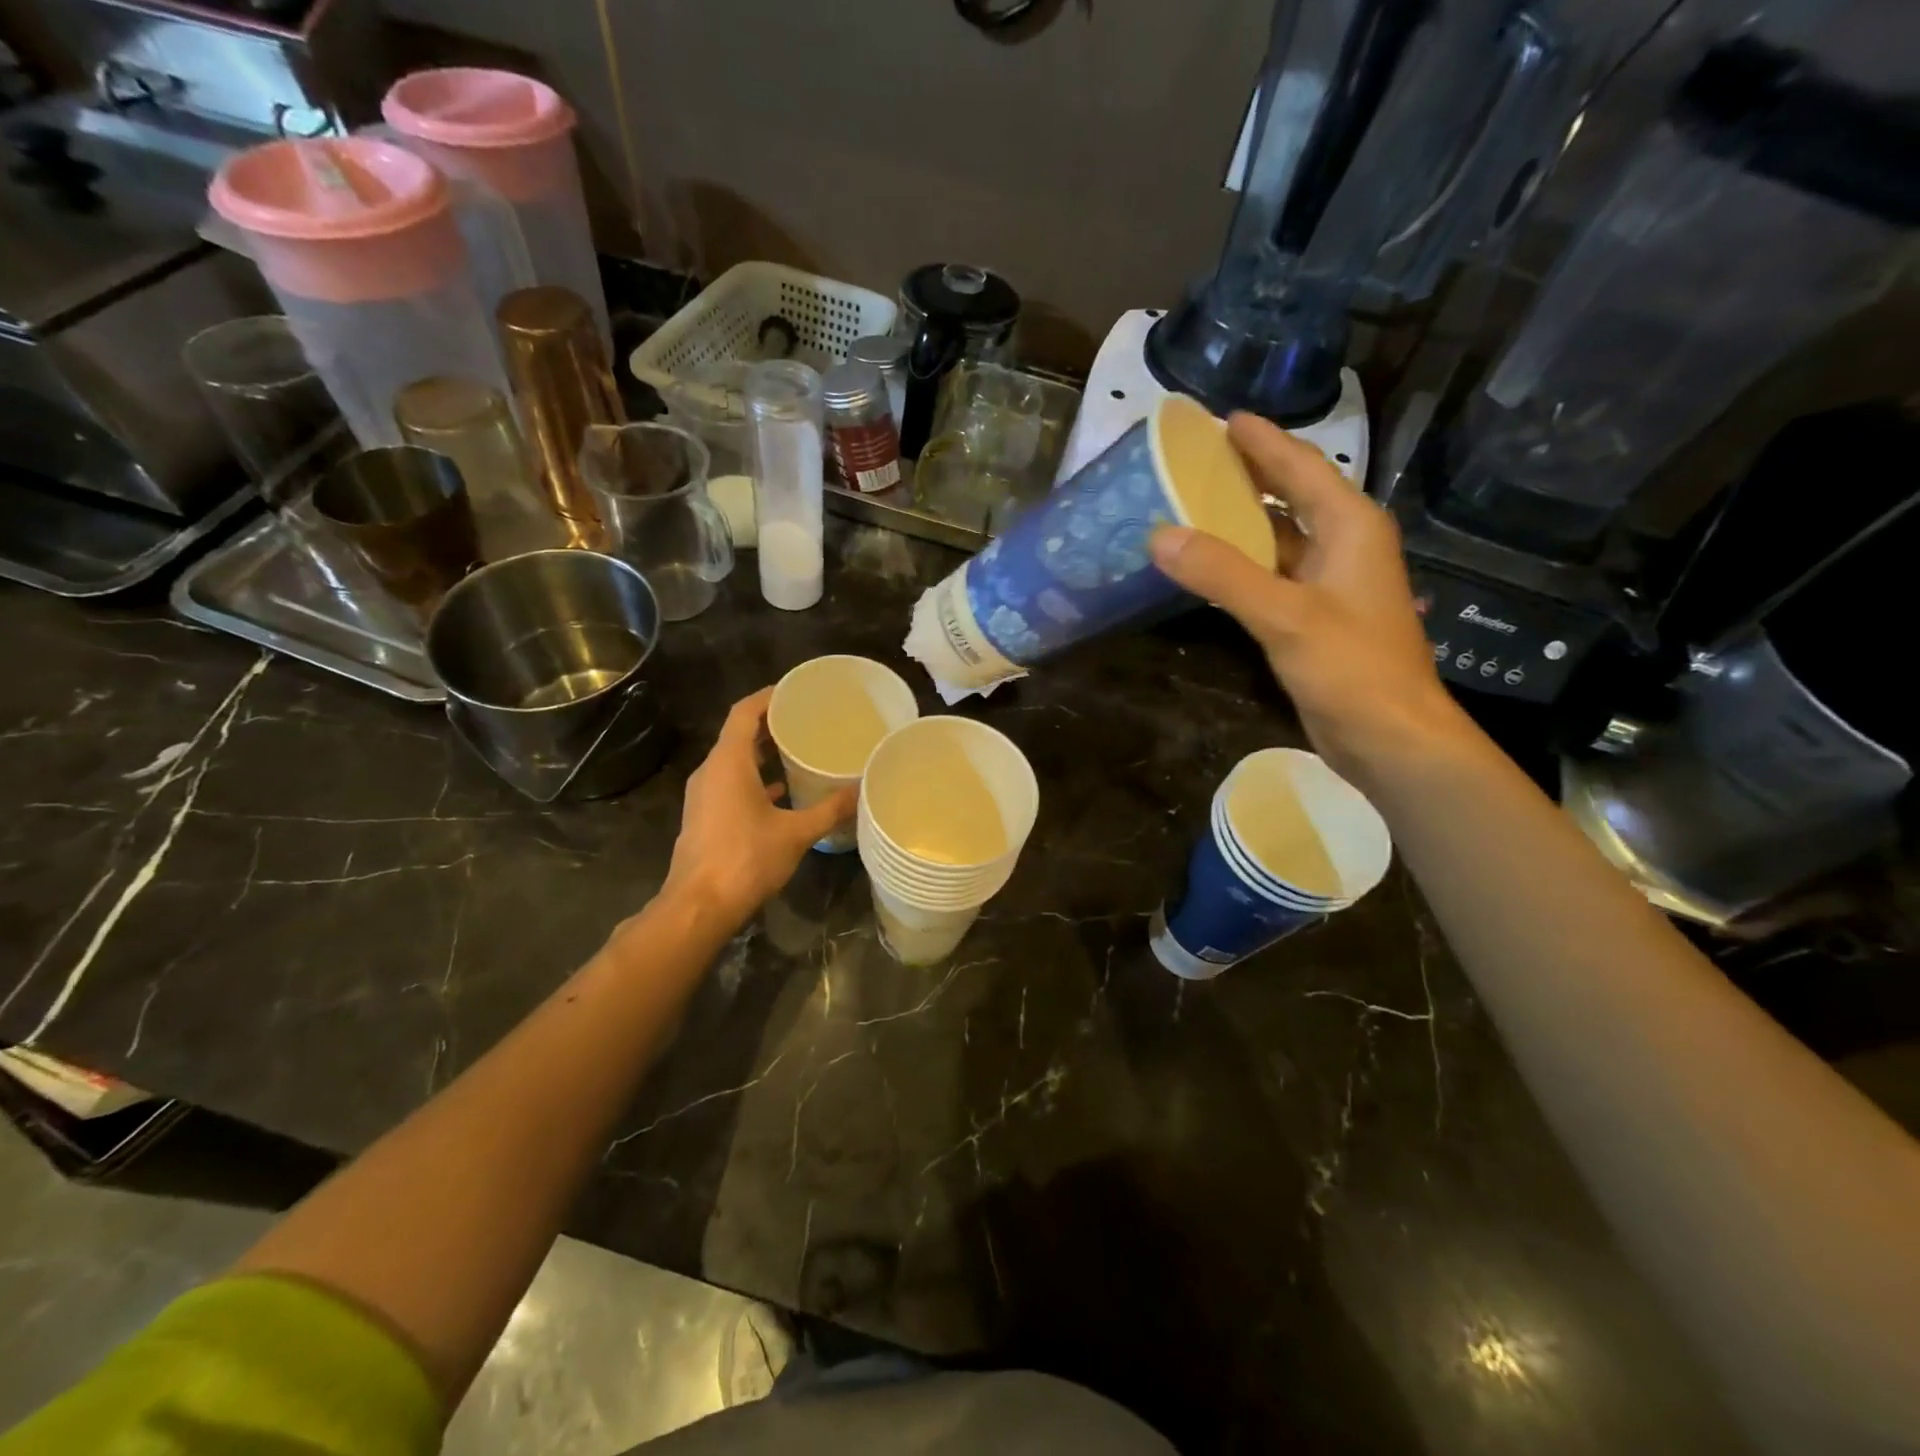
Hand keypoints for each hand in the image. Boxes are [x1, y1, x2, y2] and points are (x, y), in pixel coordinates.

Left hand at [662, 688, 856, 925]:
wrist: (699, 906)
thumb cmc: (746, 859)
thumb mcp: (796, 833)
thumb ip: (830, 809)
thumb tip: (862, 790)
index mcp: (728, 763)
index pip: (743, 713)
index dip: (767, 697)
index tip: (795, 691)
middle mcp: (711, 771)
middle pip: (738, 734)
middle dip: (770, 723)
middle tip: (806, 719)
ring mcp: (704, 795)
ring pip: (734, 761)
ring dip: (762, 752)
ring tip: (797, 749)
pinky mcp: (705, 816)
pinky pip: (730, 783)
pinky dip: (754, 778)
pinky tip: (780, 791)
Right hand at [1150, 413, 1468, 785]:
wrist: (1391, 737)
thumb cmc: (1351, 668)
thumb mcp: (1285, 616)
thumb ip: (1222, 574)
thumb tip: (1159, 536)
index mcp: (1349, 527)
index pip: (1301, 468)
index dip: (1263, 441)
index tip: (1222, 418)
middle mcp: (1343, 546)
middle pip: (1291, 496)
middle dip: (1249, 474)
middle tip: (1197, 458)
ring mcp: (1330, 584)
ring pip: (1279, 537)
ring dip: (1241, 521)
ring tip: (1191, 504)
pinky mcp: (1314, 617)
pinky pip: (1271, 574)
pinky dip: (1240, 564)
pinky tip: (1208, 565)